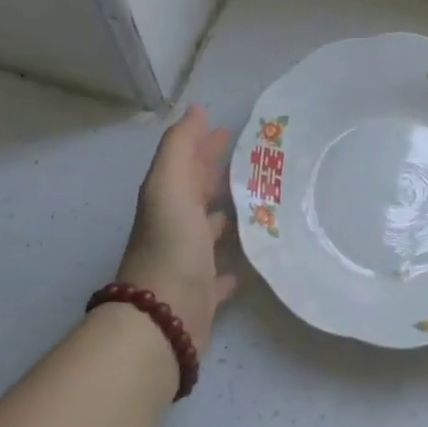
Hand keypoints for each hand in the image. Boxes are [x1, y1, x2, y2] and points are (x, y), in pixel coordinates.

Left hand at [116, 105, 238, 353]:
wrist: (163, 317)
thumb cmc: (171, 245)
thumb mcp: (170, 186)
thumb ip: (180, 147)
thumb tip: (195, 110)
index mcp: (168, 200)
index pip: (188, 163)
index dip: (205, 144)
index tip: (231, 129)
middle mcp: (176, 227)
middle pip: (199, 194)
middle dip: (221, 175)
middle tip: (257, 162)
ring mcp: (190, 261)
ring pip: (212, 230)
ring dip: (231, 215)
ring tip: (264, 202)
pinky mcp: (205, 293)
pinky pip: (223, 273)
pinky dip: (235, 263)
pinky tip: (254, 257)